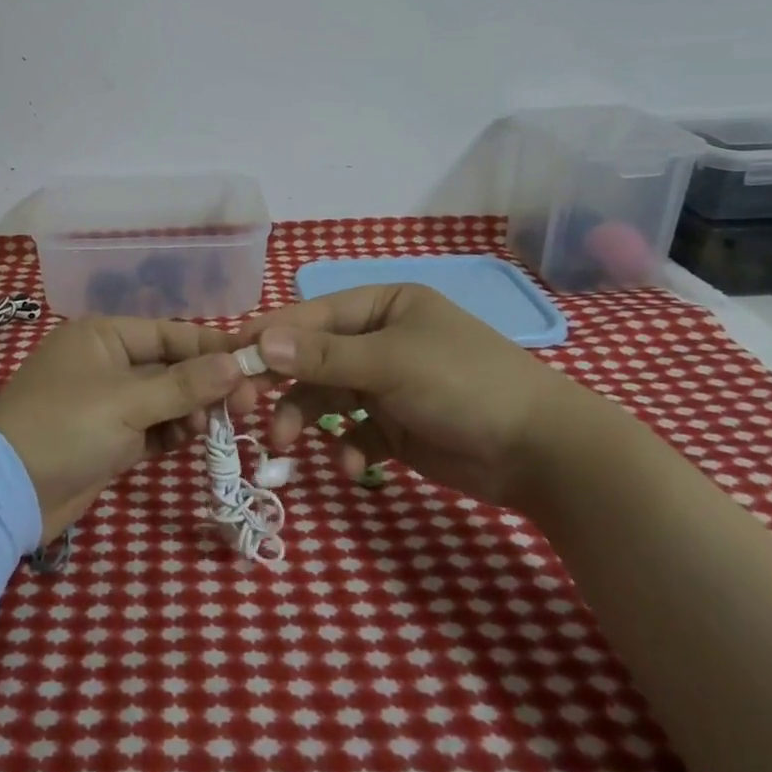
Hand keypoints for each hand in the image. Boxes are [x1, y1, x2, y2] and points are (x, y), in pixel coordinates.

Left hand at [0, 317, 260, 539]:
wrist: (7, 492)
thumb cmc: (66, 427)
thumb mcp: (127, 401)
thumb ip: (184, 385)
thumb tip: (237, 364)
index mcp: (104, 336)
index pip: (170, 333)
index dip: (212, 349)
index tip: (254, 364)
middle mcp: (107, 362)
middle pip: (170, 367)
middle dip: (206, 385)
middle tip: (246, 406)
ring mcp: (107, 403)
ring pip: (164, 399)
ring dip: (191, 411)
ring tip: (217, 428)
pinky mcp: (108, 439)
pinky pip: (151, 427)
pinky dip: (171, 433)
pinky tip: (191, 441)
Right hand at [238, 283, 585, 509]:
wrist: (542, 453)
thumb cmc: (463, 384)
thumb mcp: (389, 363)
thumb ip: (322, 356)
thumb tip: (260, 343)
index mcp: (382, 306)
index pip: (311, 316)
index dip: (269, 337)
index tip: (228, 361)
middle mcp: (380, 340)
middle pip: (312, 358)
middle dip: (281, 385)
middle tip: (245, 411)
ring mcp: (387, 385)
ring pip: (326, 398)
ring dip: (304, 420)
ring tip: (285, 447)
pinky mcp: (396, 427)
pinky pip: (353, 432)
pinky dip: (345, 447)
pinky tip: (351, 465)